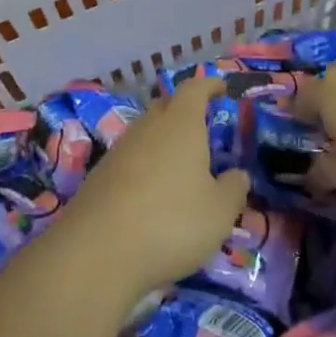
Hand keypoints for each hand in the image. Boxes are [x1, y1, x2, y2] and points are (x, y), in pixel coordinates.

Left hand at [62, 78, 250, 296]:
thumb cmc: (171, 222)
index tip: (220, 87)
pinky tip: (152, 192)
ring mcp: (119, 150)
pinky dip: (144, 165)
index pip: (194, 89)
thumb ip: (233, 189)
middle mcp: (147, 127)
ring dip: (163, 140)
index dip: (208, 85)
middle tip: (203, 127)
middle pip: (166, 106)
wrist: (97, 251)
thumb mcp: (219, 212)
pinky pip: (129, 158)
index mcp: (180, 124)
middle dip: (184, 110)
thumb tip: (238, 175)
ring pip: (146, 133)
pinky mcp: (99, 175)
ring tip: (180, 164)